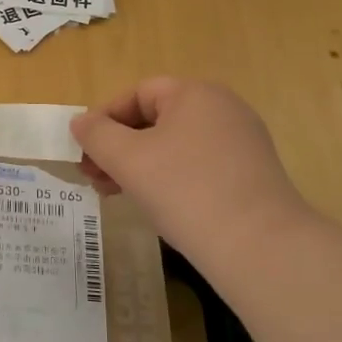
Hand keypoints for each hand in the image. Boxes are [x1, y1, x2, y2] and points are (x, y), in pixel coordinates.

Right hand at [70, 78, 313, 262]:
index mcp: (195, 94)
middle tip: (93, 177)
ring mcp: (242, 143)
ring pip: (175, 145)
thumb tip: (81, 122)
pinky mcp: (251, 175)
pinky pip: (198, 165)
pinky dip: (169, 178)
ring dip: (139, 165)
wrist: (259, 248)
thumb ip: (96, 134)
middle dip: (118, 147)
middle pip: (156, 119)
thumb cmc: (185, 190)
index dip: (104, 119)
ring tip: (116, 195)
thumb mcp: (128, 159)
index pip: (138, 94)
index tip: (84, 151)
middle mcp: (223, 109)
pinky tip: (156, 205)